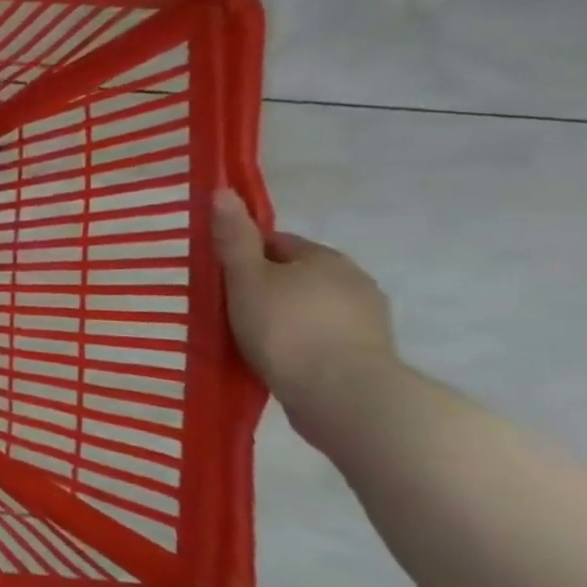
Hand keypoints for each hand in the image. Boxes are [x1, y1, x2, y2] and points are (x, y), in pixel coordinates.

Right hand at [212, 190, 396, 413]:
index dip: (244, 256)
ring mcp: (366, 320)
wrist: (342, 395)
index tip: (220, 278)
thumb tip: (222, 191)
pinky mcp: (366, 354)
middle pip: (295, 275)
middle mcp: (353, 281)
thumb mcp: (246, 279)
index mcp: (325, 258)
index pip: (277, 243)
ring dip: (283, 317)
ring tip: (250, 338)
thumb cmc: (286, 328)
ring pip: (309, 307)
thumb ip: (234, 238)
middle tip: (229, 309)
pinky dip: (299, 342)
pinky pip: (321, 337)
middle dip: (265, 287)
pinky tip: (276, 359)